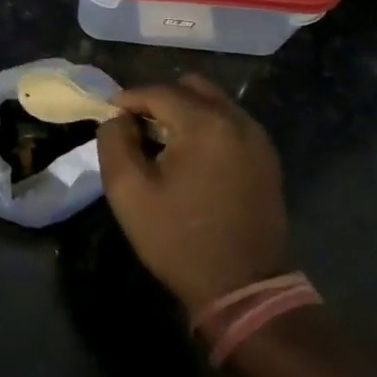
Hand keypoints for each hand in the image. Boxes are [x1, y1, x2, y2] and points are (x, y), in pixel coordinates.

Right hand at [95, 73, 289, 313]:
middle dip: (158, 100)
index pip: (158, 92)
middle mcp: (237, 121)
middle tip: (137, 128)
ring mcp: (258, 139)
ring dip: (184, 112)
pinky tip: (191, 158)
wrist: (243, 288)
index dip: (128, 99)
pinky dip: (206, 127)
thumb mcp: (128, 192)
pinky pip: (230, 123)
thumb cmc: (179, 240)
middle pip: (190, 87)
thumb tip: (118, 118)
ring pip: (213, 102)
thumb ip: (114, 142)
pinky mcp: (267, 158)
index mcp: (205, 124)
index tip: (110, 116)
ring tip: (162, 143)